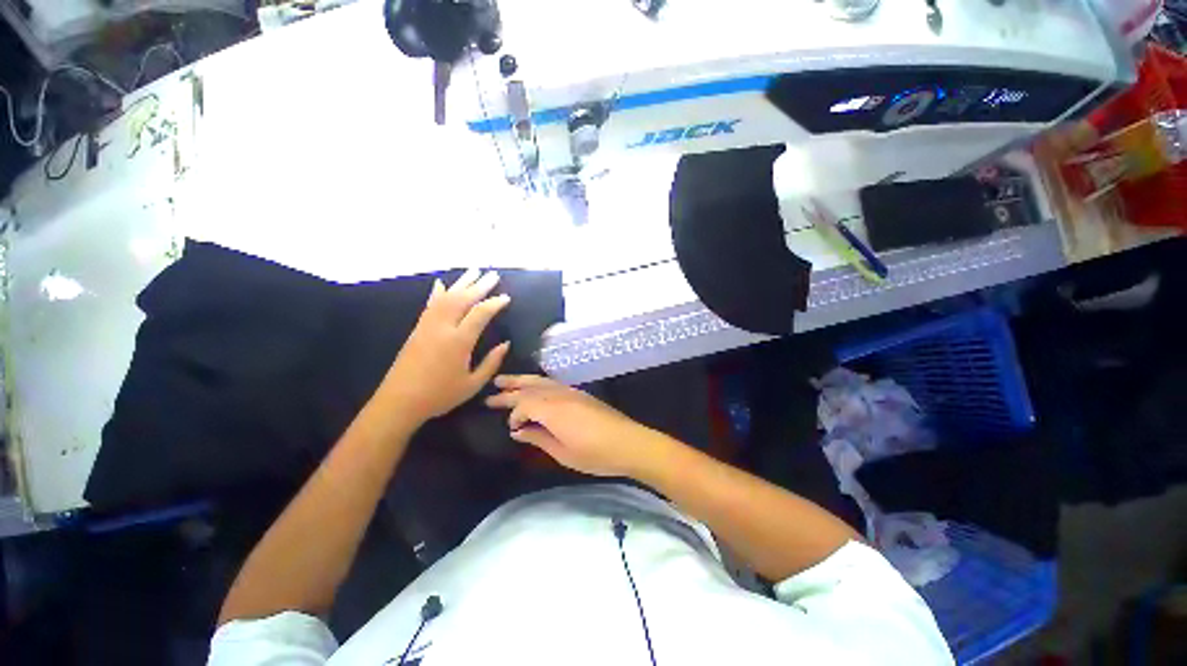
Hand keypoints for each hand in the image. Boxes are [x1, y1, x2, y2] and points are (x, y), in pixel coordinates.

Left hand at [382, 269, 510, 422]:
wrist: (399, 402)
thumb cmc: (440, 396)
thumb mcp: (473, 384)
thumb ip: (491, 363)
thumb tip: (505, 344)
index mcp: (458, 341)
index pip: (480, 313)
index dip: (495, 303)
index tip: (506, 297)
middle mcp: (442, 327)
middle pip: (463, 299)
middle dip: (480, 285)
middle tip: (493, 275)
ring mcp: (427, 326)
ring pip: (446, 297)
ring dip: (461, 283)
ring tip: (474, 271)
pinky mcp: (417, 329)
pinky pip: (430, 305)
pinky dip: (438, 293)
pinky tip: (442, 284)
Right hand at [485, 375, 667, 477]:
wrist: (628, 442)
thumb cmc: (595, 454)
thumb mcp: (562, 453)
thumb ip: (538, 438)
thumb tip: (518, 431)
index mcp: (553, 410)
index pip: (524, 405)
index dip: (514, 415)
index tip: (511, 429)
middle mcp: (560, 395)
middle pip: (530, 387)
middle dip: (510, 387)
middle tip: (492, 389)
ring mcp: (571, 391)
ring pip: (541, 381)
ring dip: (523, 381)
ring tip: (506, 381)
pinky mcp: (580, 393)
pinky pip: (553, 383)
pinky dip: (539, 383)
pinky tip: (535, 387)